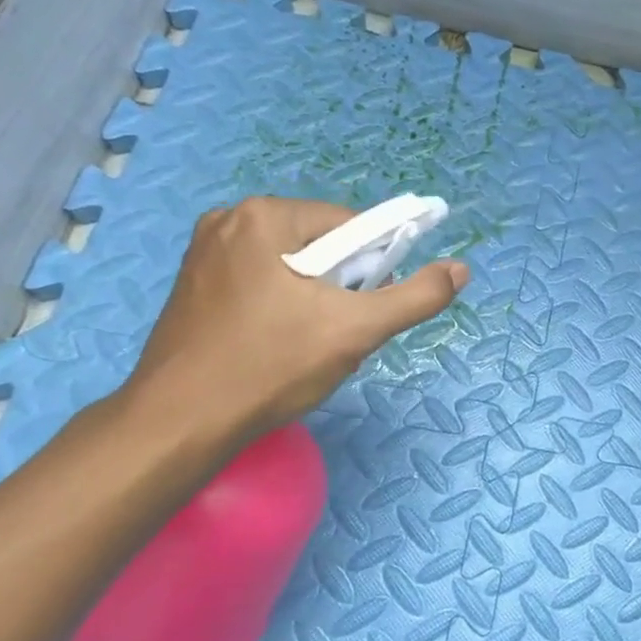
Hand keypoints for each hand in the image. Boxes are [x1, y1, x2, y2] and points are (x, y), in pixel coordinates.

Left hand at [122, 197, 467, 443]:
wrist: (179, 425)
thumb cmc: (270, 367)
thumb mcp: (355, 331)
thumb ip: (415, 297)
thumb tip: (461, 269)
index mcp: (264, 216)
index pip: (349, 226)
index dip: (373, 267)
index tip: (366, 310)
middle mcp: (228, 221)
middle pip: (319, 245)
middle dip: (341, 288)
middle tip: (337, 335)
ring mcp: (203, 253)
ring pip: (291, 267)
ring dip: (315, 301)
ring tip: (307, 346)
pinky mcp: (192, 285)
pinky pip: (260, 282)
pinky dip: (282, 308)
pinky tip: (277, 346)